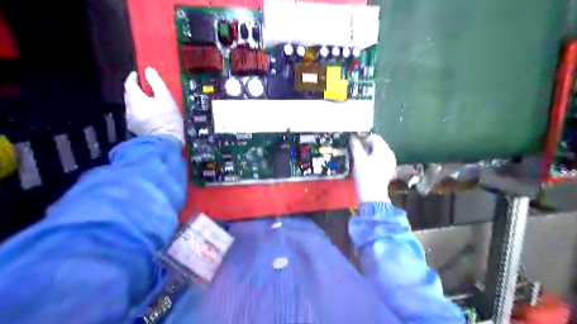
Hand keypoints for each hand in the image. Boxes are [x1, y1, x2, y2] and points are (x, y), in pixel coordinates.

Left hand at [124, 67, 184, 144]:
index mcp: (135, 99)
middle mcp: (129, 108)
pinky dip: (142, 112)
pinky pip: (137, 116)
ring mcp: (131, 120)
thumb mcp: (166, 98)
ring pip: (133, 106)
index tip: (139, 74)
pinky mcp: (136, 130)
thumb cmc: (167, 119)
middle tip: (146, 88)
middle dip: (136, 90)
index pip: (129, 84)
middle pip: (130, 95)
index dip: (133, 78)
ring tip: (151, 103)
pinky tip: (150, 115)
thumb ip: (156, 83)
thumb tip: (148, 70)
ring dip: (139, 102)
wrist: (165, 142)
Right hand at [350, 134, 394, 202]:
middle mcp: (389, 155)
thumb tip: (352, 137)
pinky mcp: (387, 170)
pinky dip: (372, 161)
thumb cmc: (365, 176)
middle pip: (376, 144)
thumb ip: (355, 146)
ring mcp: (389, 163)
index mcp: (385, 151)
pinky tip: (366, 168)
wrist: (372, 196)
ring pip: (376, 152)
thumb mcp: (358, 160)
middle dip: (365, 147)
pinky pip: (378, 160)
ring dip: (368, 154)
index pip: (374, 137)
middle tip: (357, 156)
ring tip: (361, 162)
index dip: (363, 139)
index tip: (355, 146)